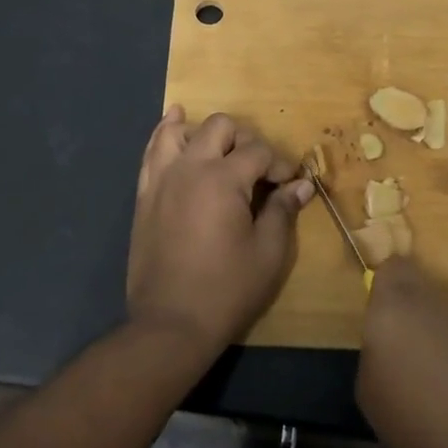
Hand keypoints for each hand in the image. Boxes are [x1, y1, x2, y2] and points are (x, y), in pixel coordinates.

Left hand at [127, 107, 311, 358]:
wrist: (170, 323)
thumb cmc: (227, 289)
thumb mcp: (268, 253)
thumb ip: (282, 211)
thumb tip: (302, 184)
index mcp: (223, 179)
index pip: (258, 152)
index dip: (280, 164)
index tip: (290, 185)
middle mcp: (190, 167)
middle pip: (220, 127)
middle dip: (246, 140)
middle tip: (258, 169)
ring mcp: (162, 178)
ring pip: (180, 131)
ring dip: (203, 131)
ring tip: (220, 146)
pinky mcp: (145, 194)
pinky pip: (152, 151)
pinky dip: (165, 134)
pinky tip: (175, 124)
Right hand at [356, 256, 447, 447]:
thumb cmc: (415, 411)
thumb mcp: (369, 393)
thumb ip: (373, 358)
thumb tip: (385, 354)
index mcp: (394, 302)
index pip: (389, 268)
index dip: (381, 286)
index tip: (373, 312)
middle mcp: (431, 301)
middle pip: (416, 294)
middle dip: (405, 315)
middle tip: (392, 351)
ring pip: (439, 320)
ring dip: (431, 343)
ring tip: (421, 384)